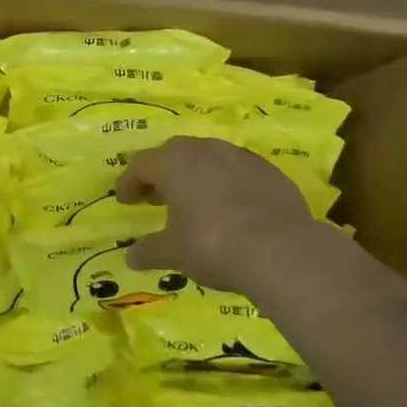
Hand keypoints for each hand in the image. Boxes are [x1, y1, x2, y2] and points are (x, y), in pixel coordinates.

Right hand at [116, 136, 323, 292]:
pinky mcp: (269, 170)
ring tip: (194, 200)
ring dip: (195, 174)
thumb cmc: (213, 245)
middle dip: (161, 173)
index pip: (140, 165)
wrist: (282, 250)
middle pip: (173, 153)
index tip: (124, 200)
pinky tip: (230, 207)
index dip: (129, 183)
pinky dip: (226, 183)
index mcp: (173, 163)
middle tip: (156, 197)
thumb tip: (131, 256)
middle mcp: (204, 150)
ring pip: (208, 157)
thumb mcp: (173, 253)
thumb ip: (149, 251)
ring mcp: (240, 157)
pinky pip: (238, 171)